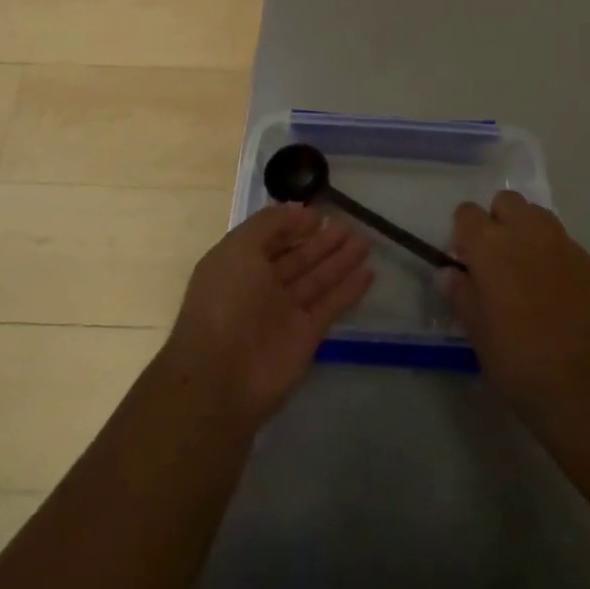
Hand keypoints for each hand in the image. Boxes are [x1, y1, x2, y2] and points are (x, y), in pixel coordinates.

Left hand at [160, 204, 373, 426]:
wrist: (221, 378)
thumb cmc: (226, 301)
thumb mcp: (240, 248)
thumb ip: (269, 224)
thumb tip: (297, 210)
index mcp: (239, 264)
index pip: (270, 238)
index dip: (293, 225)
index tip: (319, 213)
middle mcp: (261, 286)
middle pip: (298, 257)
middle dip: (322, 241)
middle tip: (349, 224)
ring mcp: (284, 312)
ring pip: (317, 279)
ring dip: (340, 260)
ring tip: (365, 241)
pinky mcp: (305, 336)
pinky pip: (330, 306)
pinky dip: (349, 290)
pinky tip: (368, 273)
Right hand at [444, 191, 589, 425]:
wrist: (583, 386)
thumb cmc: (517, 359)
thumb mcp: (475, 330)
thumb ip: (460, 293)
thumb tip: (450, 273)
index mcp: (490, 244)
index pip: (467, 212)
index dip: (464, 233)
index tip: (467, 261)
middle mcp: (526, 232)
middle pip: (506, 201)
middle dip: (498, 221)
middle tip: (498, 260)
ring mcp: (562, 244)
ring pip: (539, 216)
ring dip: (528, 232)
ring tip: (529, 271)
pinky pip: (565, 245)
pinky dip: (556, 258)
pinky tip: (558, 293)